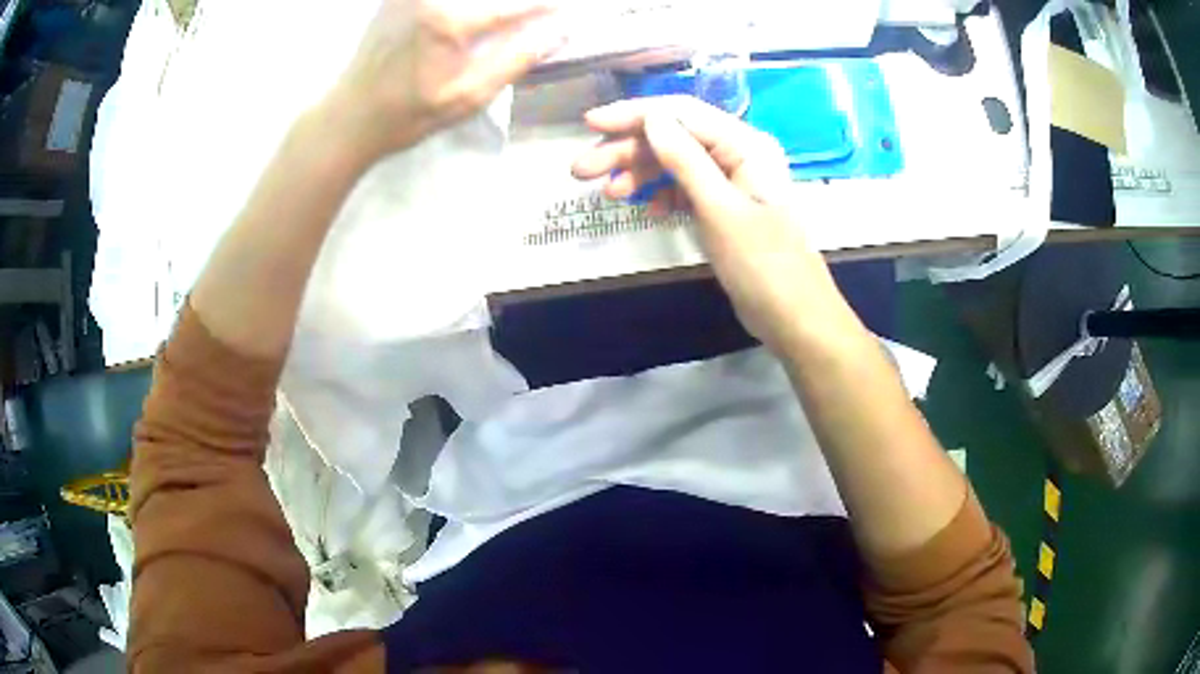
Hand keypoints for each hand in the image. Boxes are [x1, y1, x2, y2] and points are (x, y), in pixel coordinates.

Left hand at [328, 0, 563, 162]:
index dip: (541, 8)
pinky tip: (467, 12)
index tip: (563, 9)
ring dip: (485, 3)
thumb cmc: (408, 116)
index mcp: (449, 23)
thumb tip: (557, 34)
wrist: (349, 117)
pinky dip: (458, 3)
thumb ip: (514, 61)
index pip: (511, 7)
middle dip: (514, 2)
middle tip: (534, 9)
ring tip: (499, 17)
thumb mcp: (466, 99)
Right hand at [571, 96, 852, 353]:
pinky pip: (684, 189)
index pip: (681, 113)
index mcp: (744, 144)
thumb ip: (685, 160)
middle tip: (580, 171)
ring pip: (674, 163)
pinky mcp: (723, 206)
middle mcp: (737, 153)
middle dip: (626, 150)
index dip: (634, 115)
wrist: (794, 317)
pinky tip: (646, 210)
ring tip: (606, 194)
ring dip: (638, 174)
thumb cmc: (763, 264)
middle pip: (673, 137)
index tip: (590, 124)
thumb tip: (651, 118)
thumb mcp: (720, 210)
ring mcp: (729, 180)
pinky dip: (661, 195)